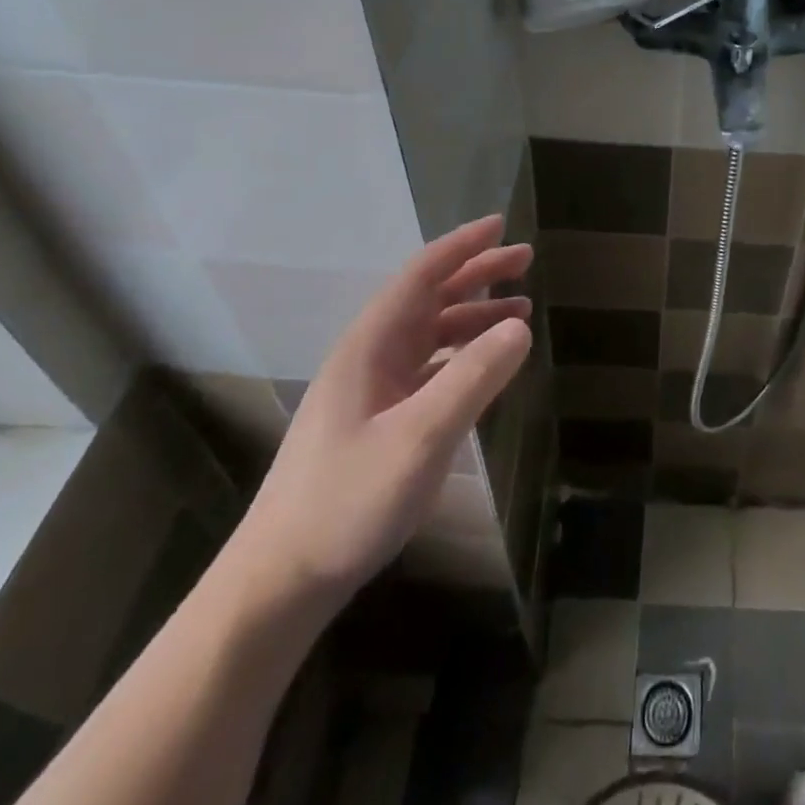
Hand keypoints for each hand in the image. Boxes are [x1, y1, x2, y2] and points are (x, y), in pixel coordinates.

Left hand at [221, 215, 532, 620]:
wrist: (280, 581)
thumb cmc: (347, 501)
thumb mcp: (420, 437)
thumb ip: (473, 377)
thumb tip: (520, 324)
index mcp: (370, 345)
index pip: (421, 275)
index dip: (462, 246)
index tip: (501, 224)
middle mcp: (371, 356)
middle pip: (429, 298)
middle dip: (476, 274)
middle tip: (525, 261)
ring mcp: (373, 389)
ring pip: (432, 333)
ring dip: (475, 314)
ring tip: (521, 309)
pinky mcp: (379, 419)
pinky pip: (431, 367)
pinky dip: (464, 354)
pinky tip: (488, 364)